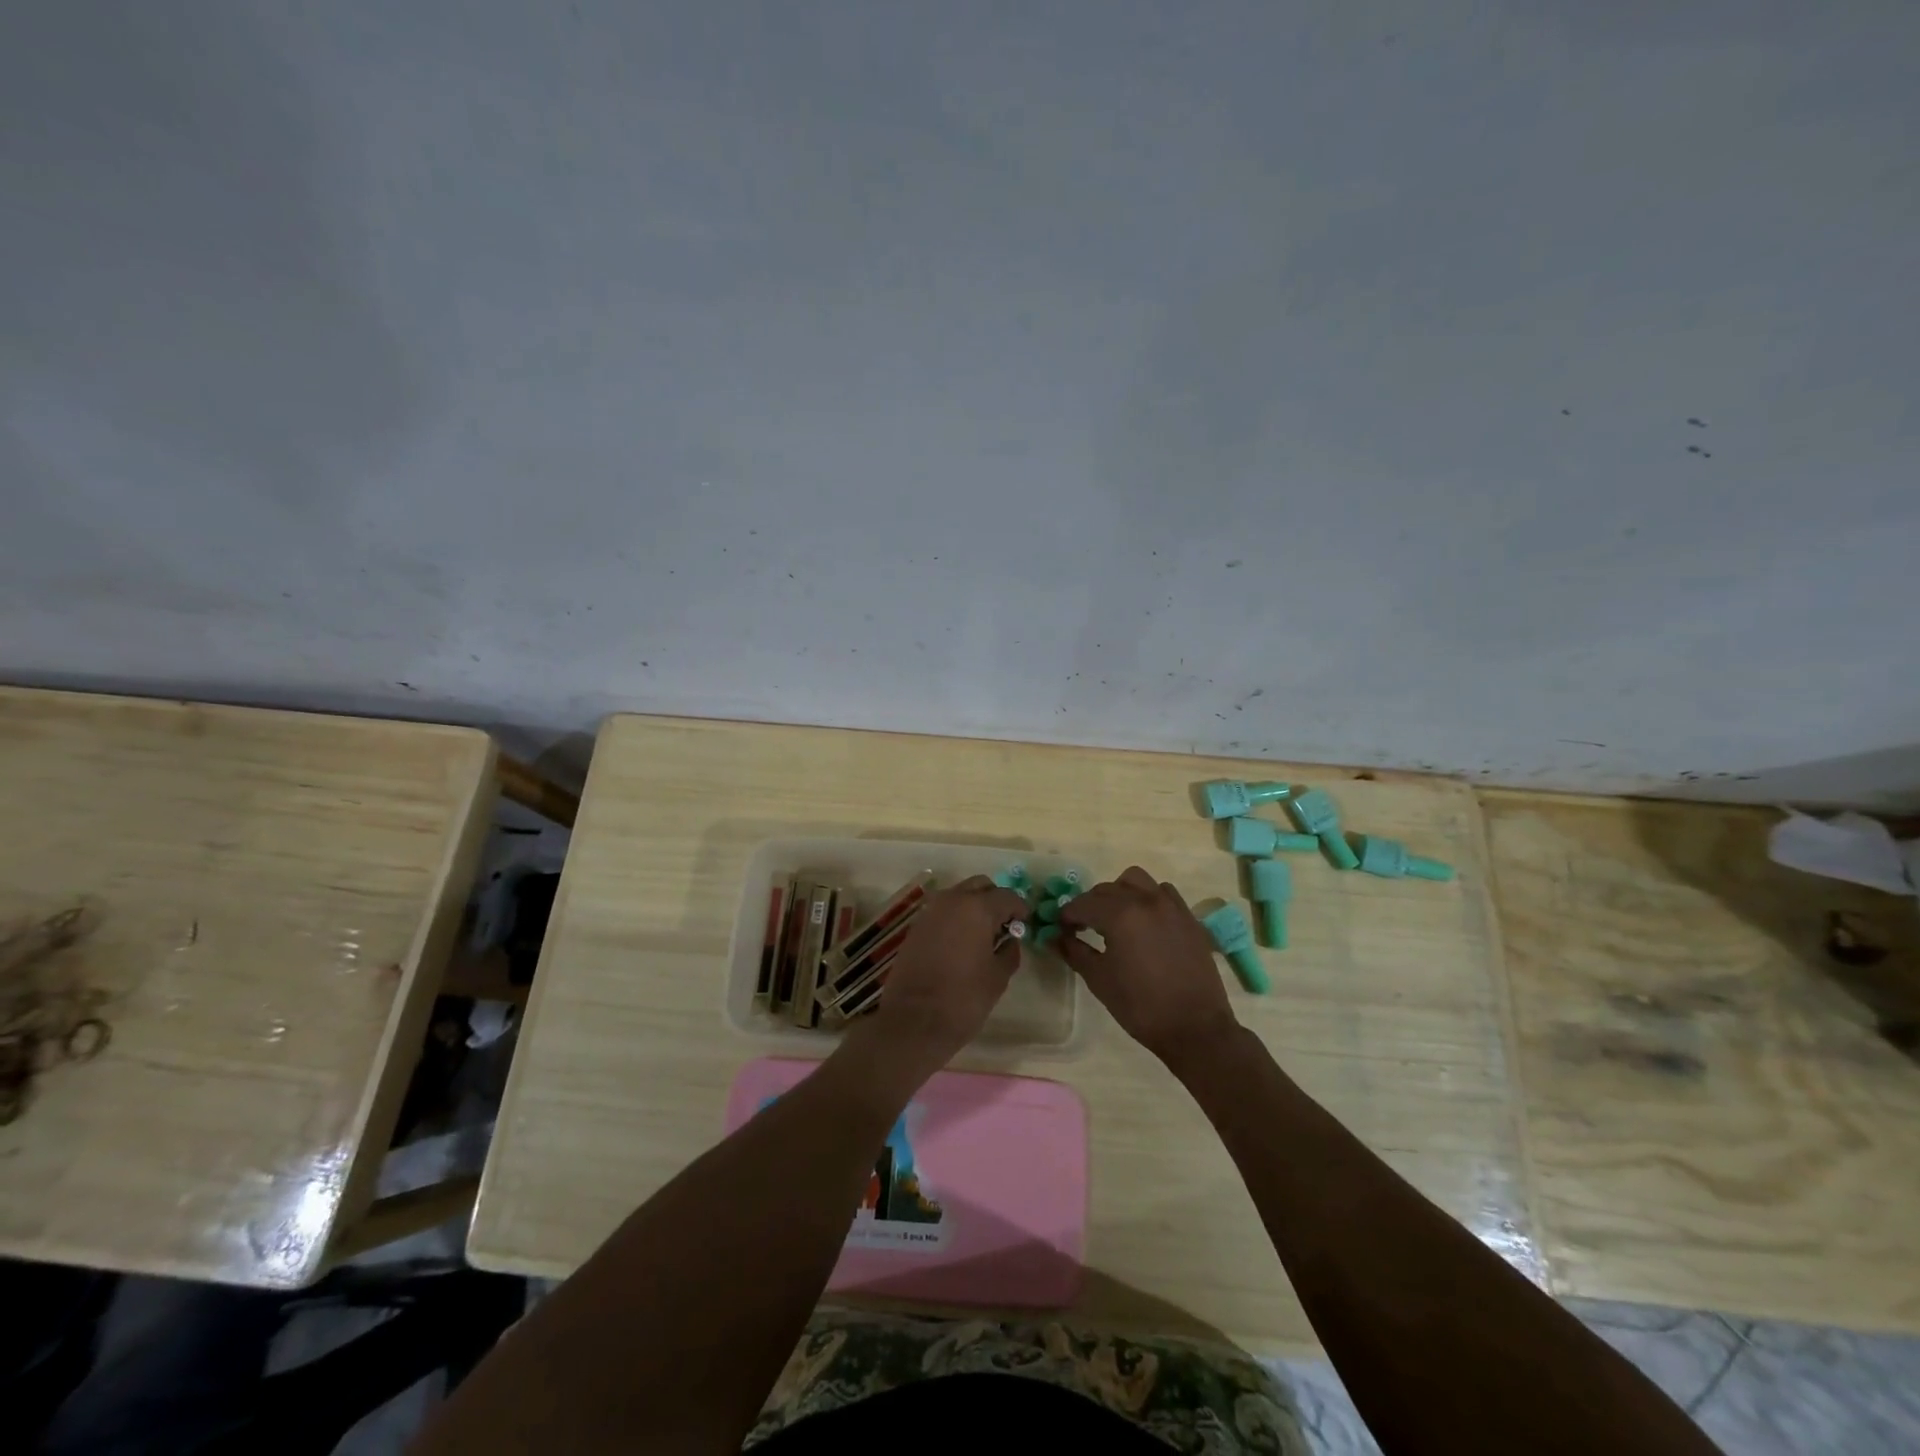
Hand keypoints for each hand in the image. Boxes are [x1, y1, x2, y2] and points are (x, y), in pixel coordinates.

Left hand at [862, 876, 1029, 1072]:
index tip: (1025, 923)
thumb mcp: (998, 977)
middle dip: (995, 900)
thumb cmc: (964, 999)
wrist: (913, 1021)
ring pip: (958, 895)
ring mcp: (930, 912)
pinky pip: (942, 911)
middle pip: (980, 886)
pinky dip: (955, 918)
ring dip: (973, 906)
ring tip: (983, 934)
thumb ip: (1009, 951)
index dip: (1019, 908)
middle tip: (1004, 924)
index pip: (1006, 896)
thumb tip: (1010, 940)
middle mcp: (952, 901)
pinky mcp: (916, 927)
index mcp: (977, 908)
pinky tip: (962, 942)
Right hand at [1057, 866, 1241, 1068]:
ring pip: (1137, 881)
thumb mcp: (1099, 980)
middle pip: (1108, 889)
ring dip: (1120, 893)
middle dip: (1090, 904)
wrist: (1195, 1028)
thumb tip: (1054, 937)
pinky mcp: (1188, 918)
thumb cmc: (1140, 1006)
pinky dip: (1148, 898)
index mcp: (1120, 915)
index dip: (1067, 915)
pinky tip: (1145, 922)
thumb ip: (1074, 951)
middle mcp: (1146, 901)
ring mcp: (1171, 906)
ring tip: (1115, 917)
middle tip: (1082, 926)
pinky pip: (1163, 893)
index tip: (1061, 928)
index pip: (1083, 904)